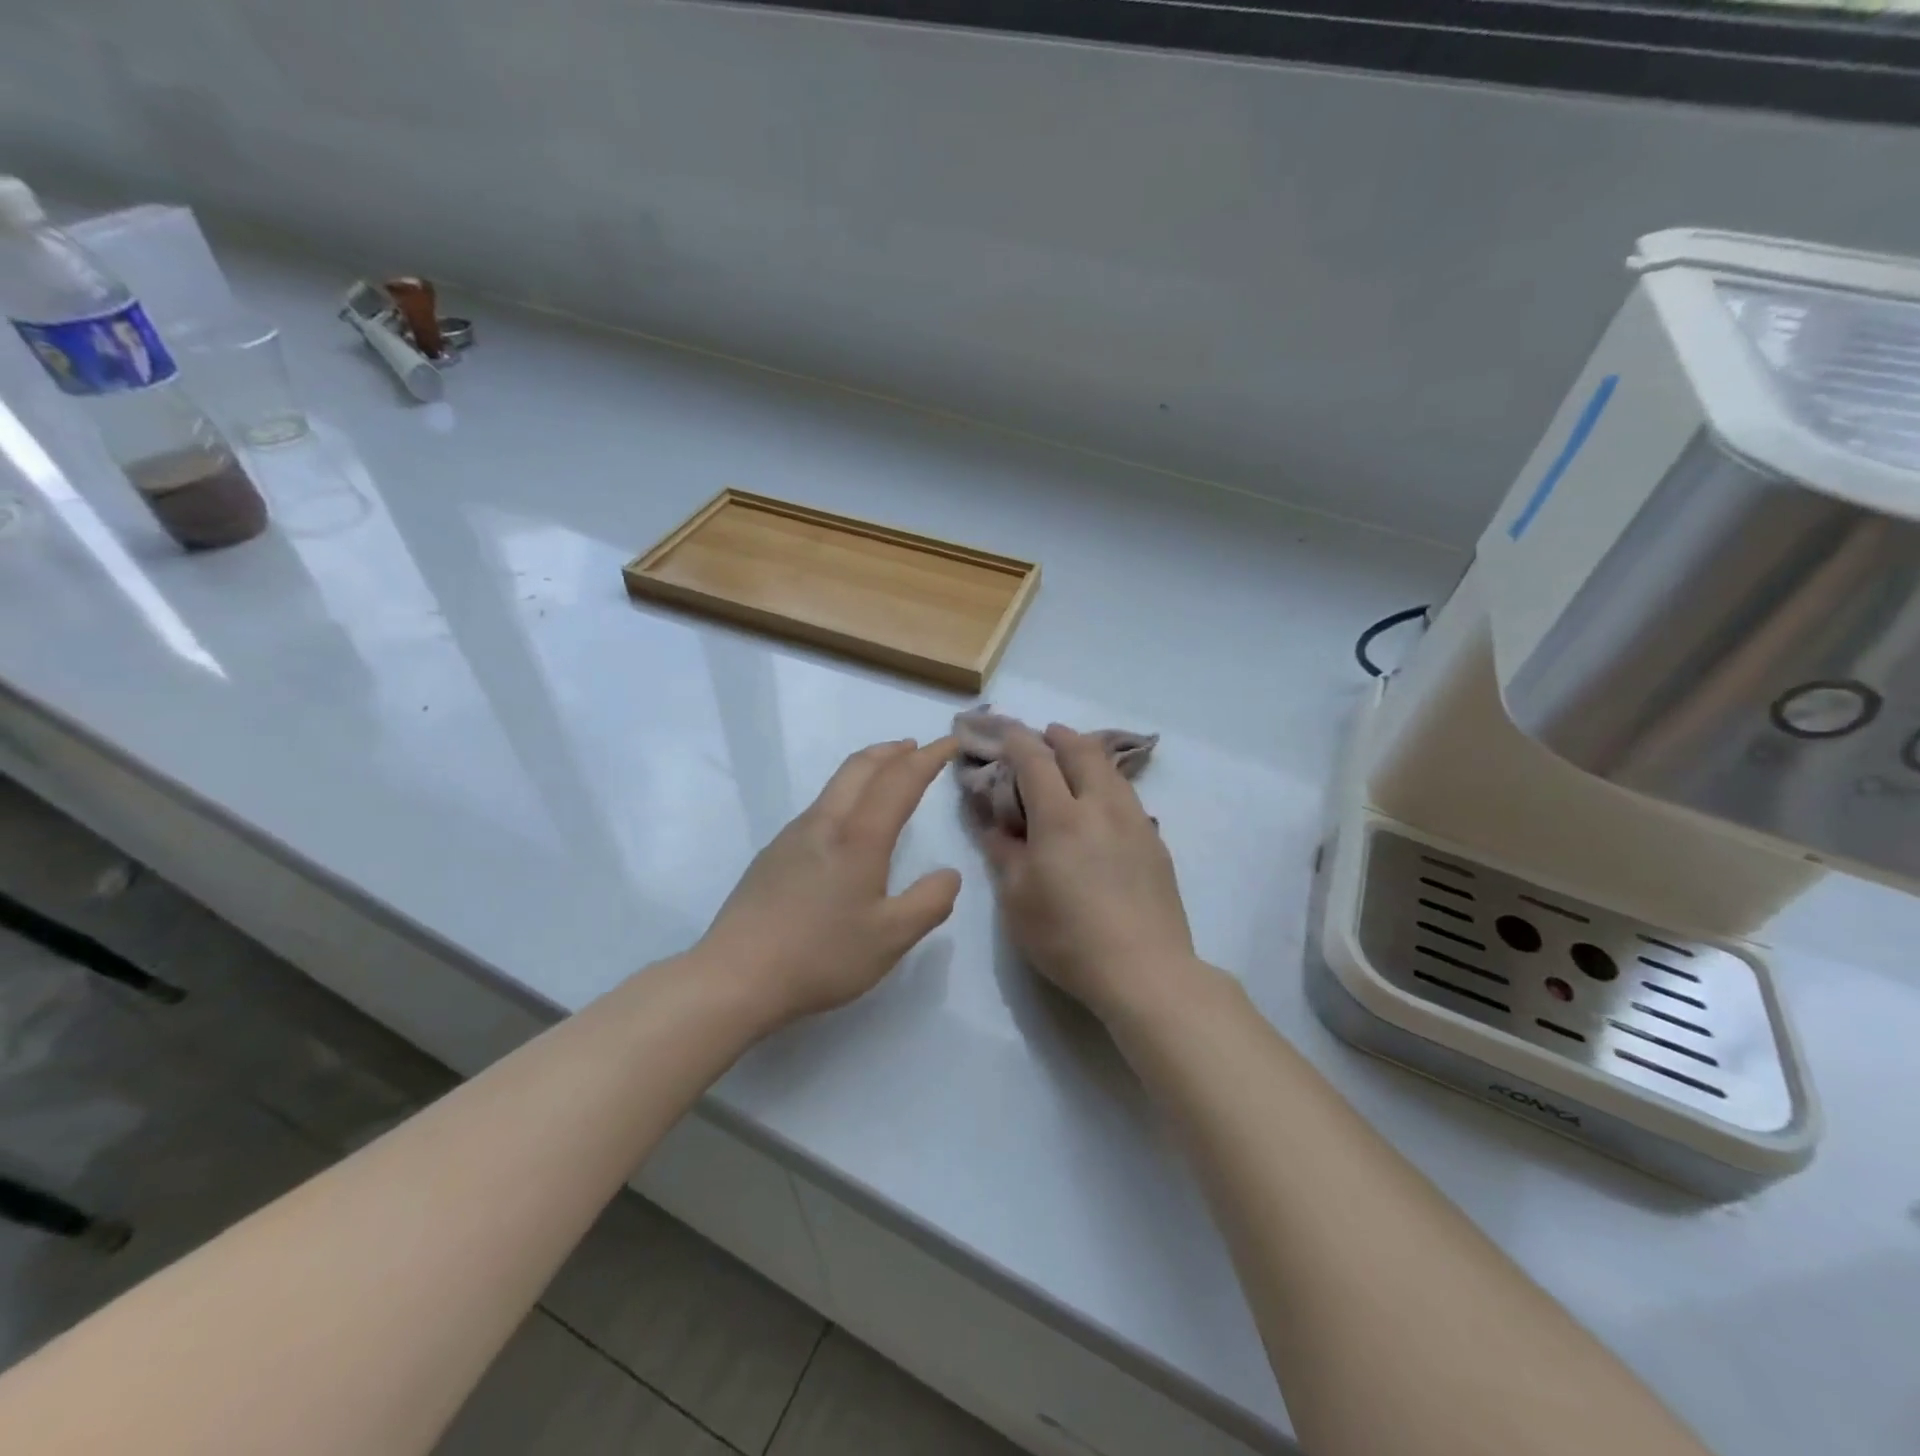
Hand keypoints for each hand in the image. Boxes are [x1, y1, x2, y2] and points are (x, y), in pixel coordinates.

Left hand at [698, 738, 961, 1026]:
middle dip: (893, 751)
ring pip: (836, 785)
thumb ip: (930, 902)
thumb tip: (949, 874)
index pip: (900, 780)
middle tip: (917, 748)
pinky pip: (819, 807)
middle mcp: (825, 824)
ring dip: (867, 770)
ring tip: (887, 778)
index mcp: (859, 838)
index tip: (950, 742)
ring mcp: (792, 836)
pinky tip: (847, 825)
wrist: (735, 976)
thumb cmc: (821, 956)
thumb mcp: (892, 939)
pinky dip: (846, 795)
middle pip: (860, 767)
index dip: (929, 758)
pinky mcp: (773, 854)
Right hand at [982, 725, 1205, 1024]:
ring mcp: (1134, 822)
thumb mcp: (1016, 900)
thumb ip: (1003, 853)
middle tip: (1044, 737)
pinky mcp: (1155, 842)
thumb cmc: (1067, 937)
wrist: (1144, 970)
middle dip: (1059, 736)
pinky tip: (1102, 805)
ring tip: (1074, 762)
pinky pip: (1128, 796)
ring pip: (1111, 771)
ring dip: (1088, 756)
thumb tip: (993, 824)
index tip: (1005, 733)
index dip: (1017, 741)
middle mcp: (1100, 807)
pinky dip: (1108, 783)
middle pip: (1082, 751)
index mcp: (1060, 817)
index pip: (1035, 760)